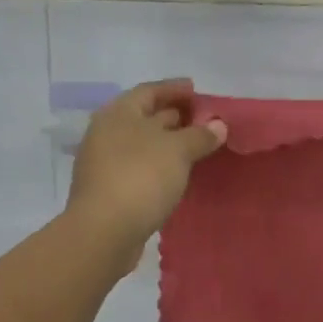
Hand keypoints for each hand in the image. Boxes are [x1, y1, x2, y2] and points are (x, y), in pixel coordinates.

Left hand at [67, 79, 226, 268]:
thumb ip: (199, 135)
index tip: (197, 91)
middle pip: (144, 116)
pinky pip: (139, 167)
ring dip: (167, 143)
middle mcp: (106, 133)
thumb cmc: (140, 177)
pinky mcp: (109, 190)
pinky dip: (159, 165)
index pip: (149, 91)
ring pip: (141, 144)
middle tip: (203, 120)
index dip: (174, 88)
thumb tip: (218, 124)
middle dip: (173, 116)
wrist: (104, 232)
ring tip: (195, 147)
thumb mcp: (177, 150)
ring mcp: (104, 163)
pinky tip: (176, 174)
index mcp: (119, 114)